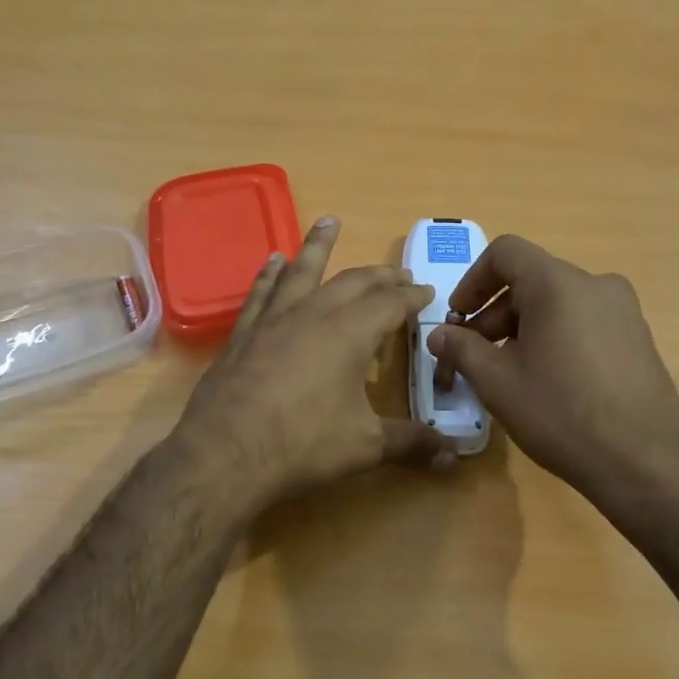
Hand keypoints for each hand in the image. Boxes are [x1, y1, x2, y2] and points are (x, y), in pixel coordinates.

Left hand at [174, 216, 452, 514]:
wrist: (225, 453)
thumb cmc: (303, 445)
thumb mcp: (365, 446)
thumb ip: (411, 444)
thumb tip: (453, 456)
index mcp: (350, 333)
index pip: (390, 304)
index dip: (412, 296)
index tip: (426, 290)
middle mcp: (314, 314)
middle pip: (353, 282)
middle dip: (380, 275)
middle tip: (398, 273)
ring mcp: (274, 319)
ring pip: (302, 271)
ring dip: (319, 246)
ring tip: (329, 222)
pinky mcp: (244, 333)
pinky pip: (262, 292)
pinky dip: (271, 273)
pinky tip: (274, 261)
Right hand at [427, 234, 678, 505]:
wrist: (642, 462)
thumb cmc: (560, 413)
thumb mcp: (497, 382)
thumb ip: (461, 349)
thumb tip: (439, 335)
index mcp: (559, 284)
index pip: (505, 253)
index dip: (472, 281)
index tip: (458, 318)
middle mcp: (596, 284)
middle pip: (532, 280)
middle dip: (494, 313)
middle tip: (475, 355)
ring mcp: (624, 311)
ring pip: (558, 303)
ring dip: (523, 327)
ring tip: (509, 373)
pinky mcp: (638, 338)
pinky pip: (584, 322)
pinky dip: (555, 337)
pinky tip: (549, 381)